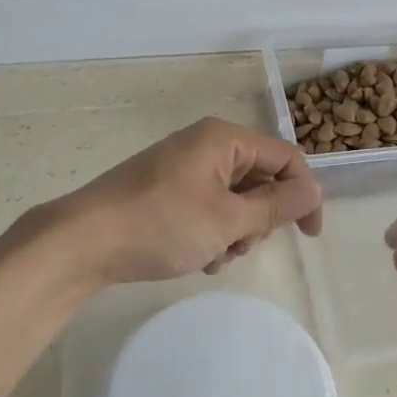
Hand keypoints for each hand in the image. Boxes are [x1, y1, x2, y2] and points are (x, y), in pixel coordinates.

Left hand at [29, 117, 322, 286]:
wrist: (81, 243)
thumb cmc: (161, 224)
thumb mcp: (228, 219)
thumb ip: (277, 205)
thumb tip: (315, 190)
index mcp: (224, 139)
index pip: (285, 158)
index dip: (304, 194)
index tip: (310, 236)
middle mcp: (206, 145)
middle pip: (260, 179)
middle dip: (260, 219)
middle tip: (242, 245)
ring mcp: (184, 168)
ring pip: (235, 199)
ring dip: (235, 232)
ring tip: (214, 256)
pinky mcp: (166, 190)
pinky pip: (209, 207)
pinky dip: (212, 232)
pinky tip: (197, 257)